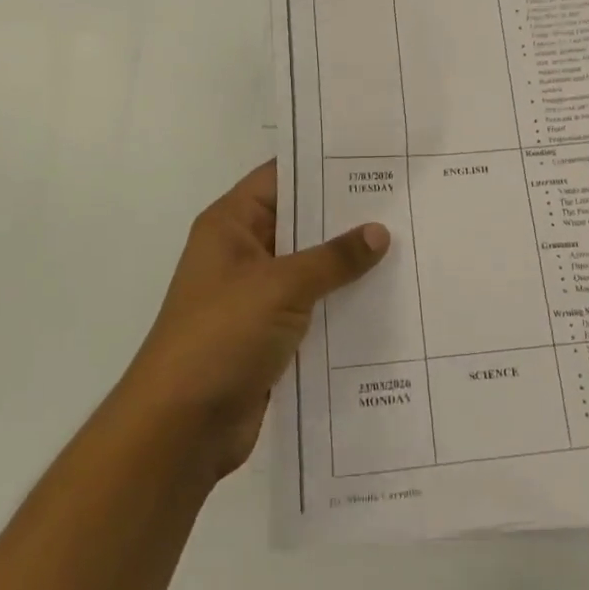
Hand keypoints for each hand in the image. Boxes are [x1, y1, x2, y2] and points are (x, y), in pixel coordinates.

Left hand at [119, 160, 387, 479]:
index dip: (323, 165)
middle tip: (403, 202)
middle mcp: (243, 253)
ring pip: (311, 267)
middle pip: (301, 222)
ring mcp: (256, 296)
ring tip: (408, 245)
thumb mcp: (280, 287)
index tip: (373, 159)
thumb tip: (379, 231)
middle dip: (347, 216)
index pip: (281, 177)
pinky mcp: (270, 335)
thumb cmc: (221, 337)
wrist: (180, 430)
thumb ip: (333, 258)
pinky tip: (388, 298)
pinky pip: (314, 307)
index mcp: (231, 225)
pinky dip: (342, 303)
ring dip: (349, 264)